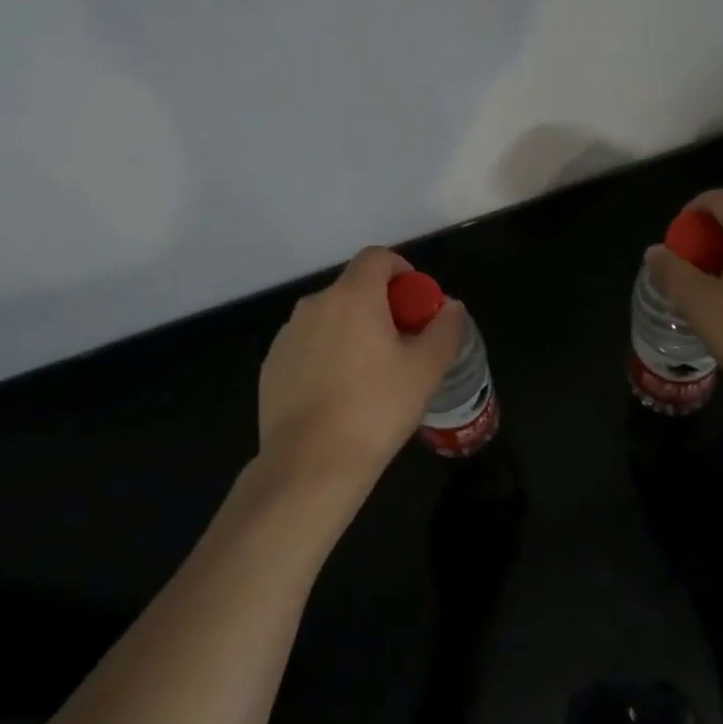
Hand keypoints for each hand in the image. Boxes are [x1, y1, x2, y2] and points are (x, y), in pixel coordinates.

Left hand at [257, 246, 466, 498]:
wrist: (309, 466)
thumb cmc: (375, 410)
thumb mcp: (426, 370)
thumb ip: (445, 329)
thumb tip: (451, 307)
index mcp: (353, 296)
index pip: (377, 257)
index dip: (402, 270)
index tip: (415, 304)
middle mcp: (315, 304)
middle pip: (354, 288)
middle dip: (381, 306)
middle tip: (402, 346)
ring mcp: (287, 335)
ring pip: (330, 318)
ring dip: (352, 331)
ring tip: (370, 376)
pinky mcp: (271, 365)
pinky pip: (308, 346)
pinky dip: (326, 355)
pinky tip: (338, 396)